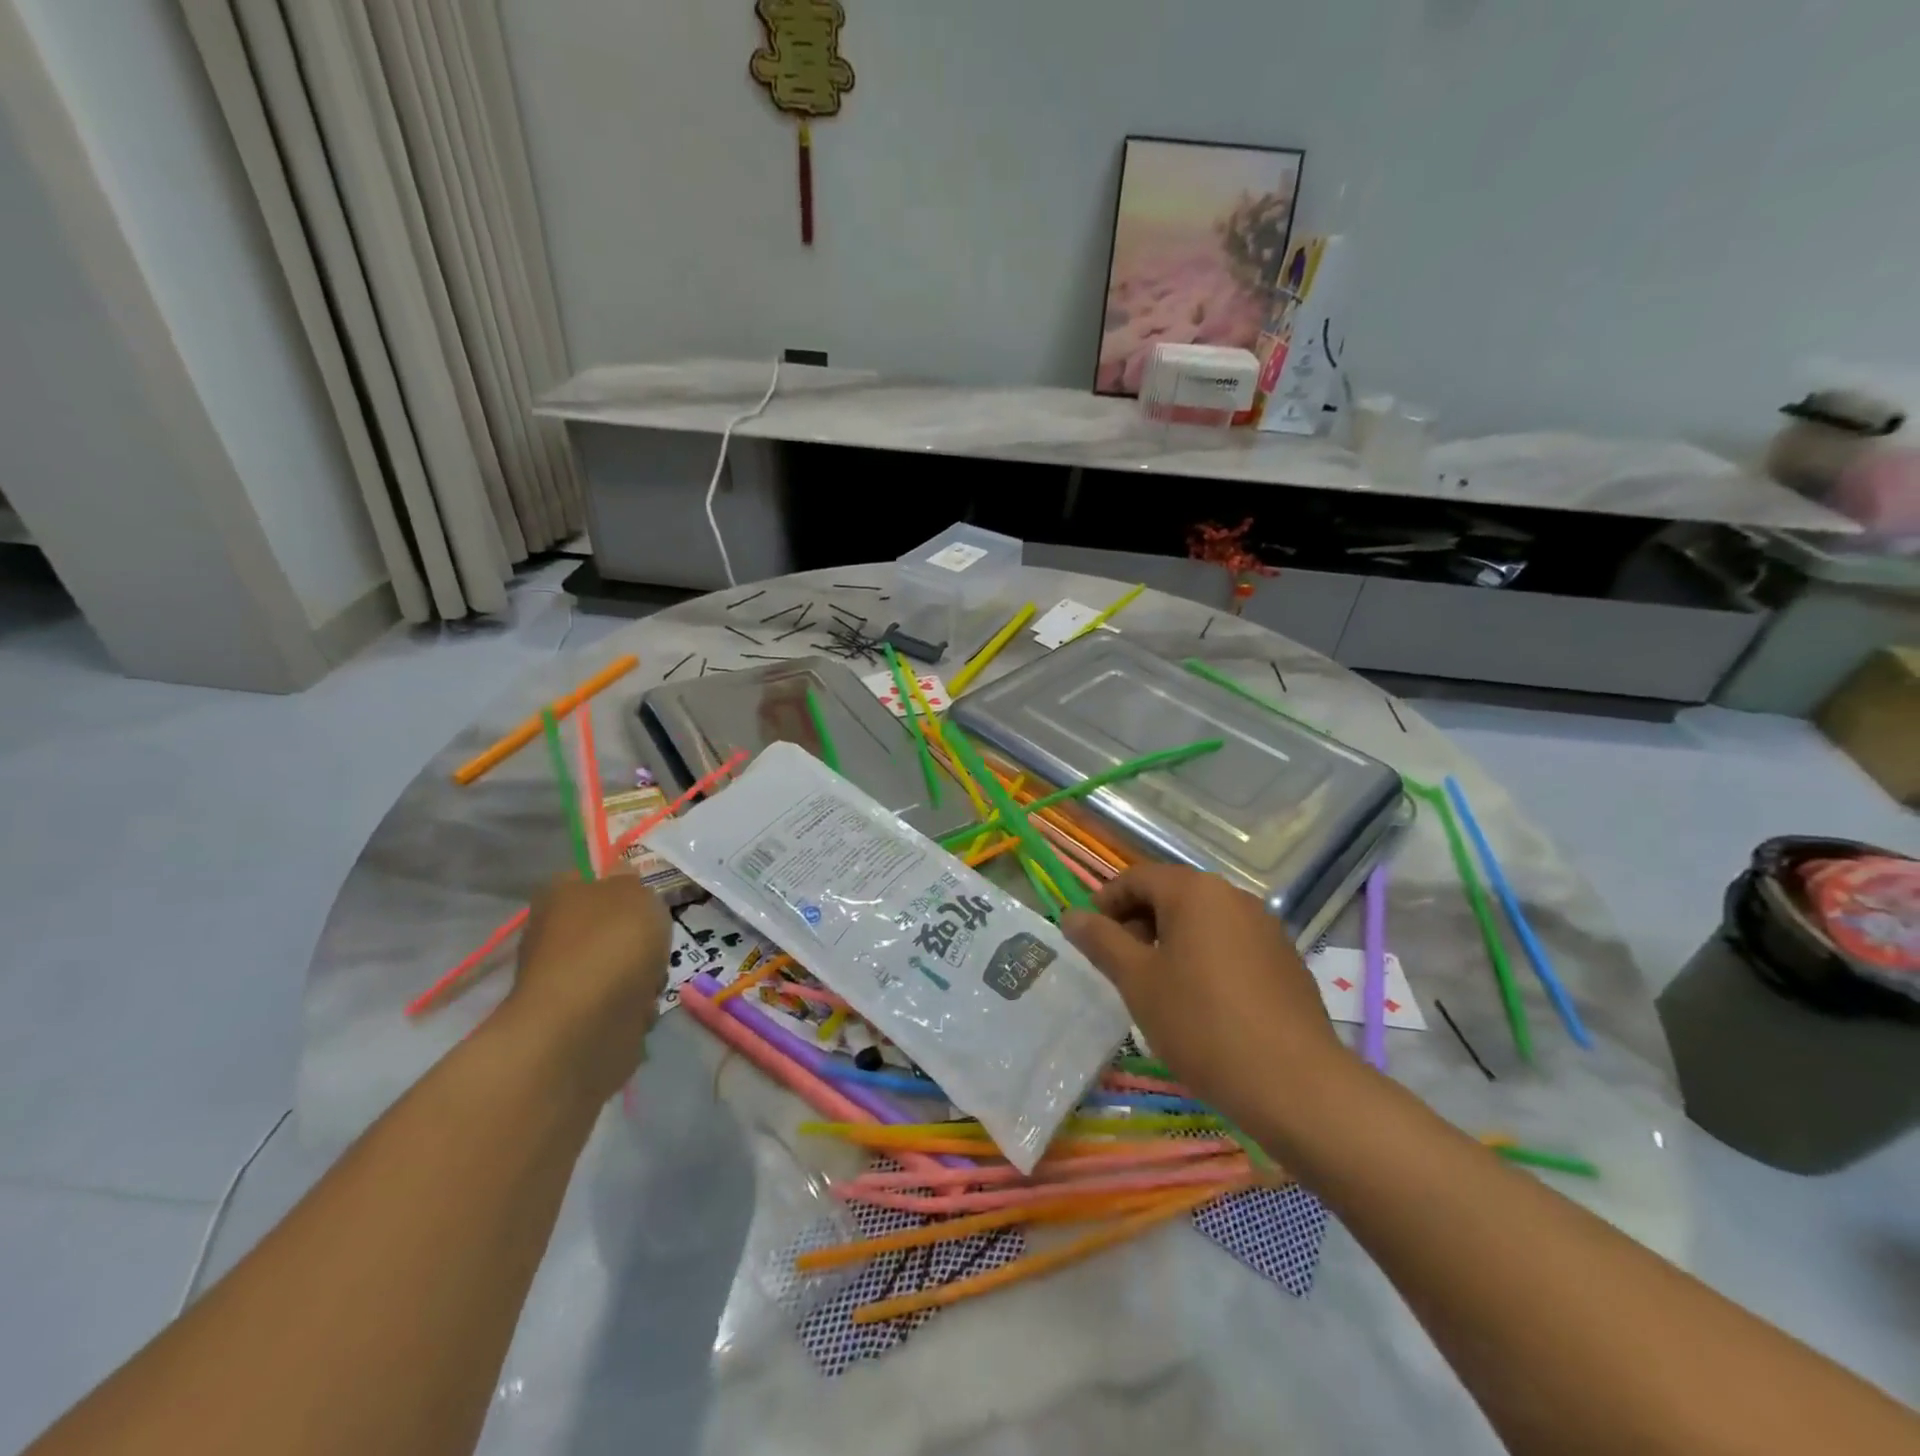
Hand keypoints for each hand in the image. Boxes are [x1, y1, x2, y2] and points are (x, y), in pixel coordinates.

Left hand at [503, 875, 670, 1101]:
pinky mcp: (577, 1021)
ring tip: (652, 981)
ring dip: (641, 974)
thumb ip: (631, 880)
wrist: (587, 1026)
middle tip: (656, 940)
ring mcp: (564, 981)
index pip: (585, 877)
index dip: (617, 883)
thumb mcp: (634, 892)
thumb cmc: (612, 943)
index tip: (645, 895)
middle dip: (637, 937)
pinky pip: (617, 1005)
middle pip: (607, 927)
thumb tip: (619, 874)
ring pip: (617, 967)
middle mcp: (552, 936)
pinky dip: (633, 1008)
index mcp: (558, 897)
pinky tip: (640, 1010)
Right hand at [1062, 865, 1348, 1132]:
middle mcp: (1233, 896)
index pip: (1137, 878)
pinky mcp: (1284, 960)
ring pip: (1202, 921)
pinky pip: (1230, 943)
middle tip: (1118, 966)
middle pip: (1172, 895)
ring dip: (1170, 941)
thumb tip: (1071, 915)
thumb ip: (1101, 942)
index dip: (1105, 902)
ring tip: (1155, 987)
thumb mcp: (1138, 981)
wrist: (1295, 1084)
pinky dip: (1203, 958)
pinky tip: (1199, 1003)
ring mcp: (1265, 927)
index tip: (1088, 938)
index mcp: (1195, 891)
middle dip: (1137, 923)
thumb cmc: (1201, 1023)